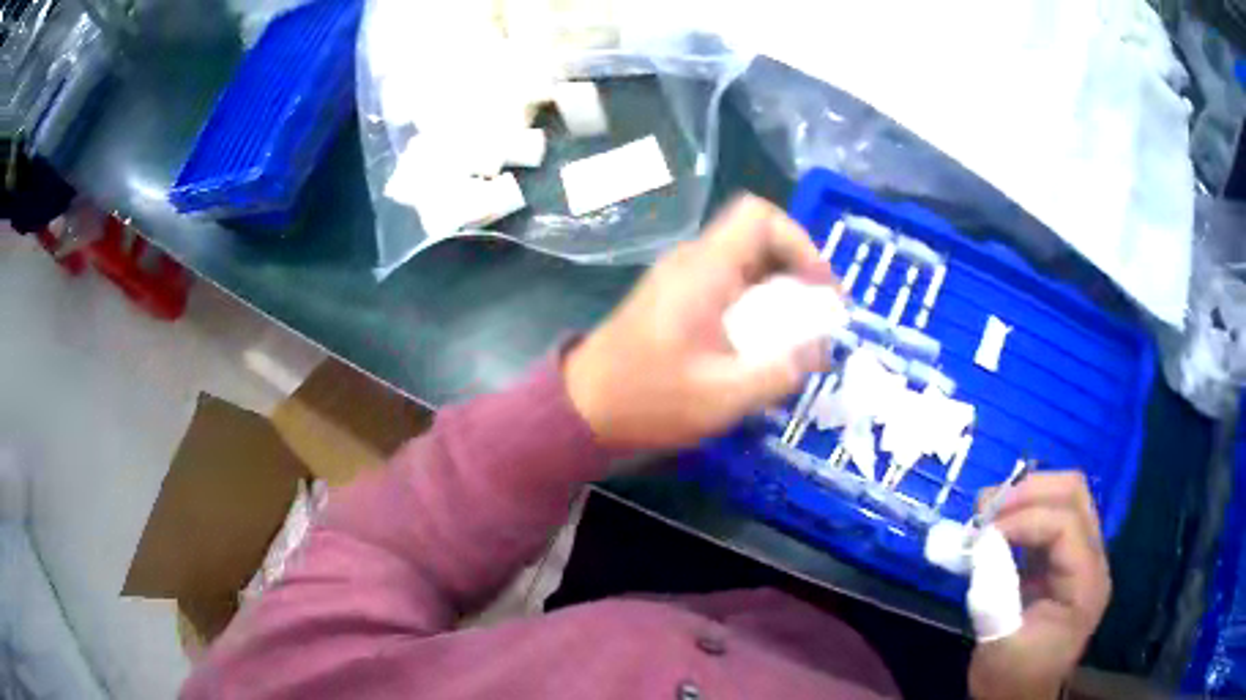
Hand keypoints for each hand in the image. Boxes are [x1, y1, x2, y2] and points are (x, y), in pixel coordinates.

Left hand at [564, 194, 833, 449]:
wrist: (583, 408)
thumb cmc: (648, 400)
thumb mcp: (724, 396)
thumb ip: (779, 371)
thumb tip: (819, 350)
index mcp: (704, 270)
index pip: (759, 216)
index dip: (800, 241)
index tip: (820, 288)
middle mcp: (693, 262)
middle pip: (757, 238)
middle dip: (797, 271)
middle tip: (818, 317)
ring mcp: (681, 278)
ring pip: (745, 262)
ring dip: (778, 291)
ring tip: (798, 335)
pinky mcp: (675, 298)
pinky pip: (727, 283)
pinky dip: (755, 304)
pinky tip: (763, 344)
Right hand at [969, 472, 1111, 699]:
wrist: (1019, 698)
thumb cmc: (1011, 680)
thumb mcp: (1000, 646)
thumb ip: (995, 594)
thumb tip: (981, 544)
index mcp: (1086, 585)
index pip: (1066, 525)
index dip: (1024, 519)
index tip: (981, 534)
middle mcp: (1092, 561)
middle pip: (1074, 494)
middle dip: (1029, 491)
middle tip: (985, 507)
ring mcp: (1080, 557)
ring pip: (1063, 498)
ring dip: (1024, 497)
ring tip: (985, 513)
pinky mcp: (1062, 561)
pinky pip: (1048, 518)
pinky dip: (1020, 515)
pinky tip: (994, 529)